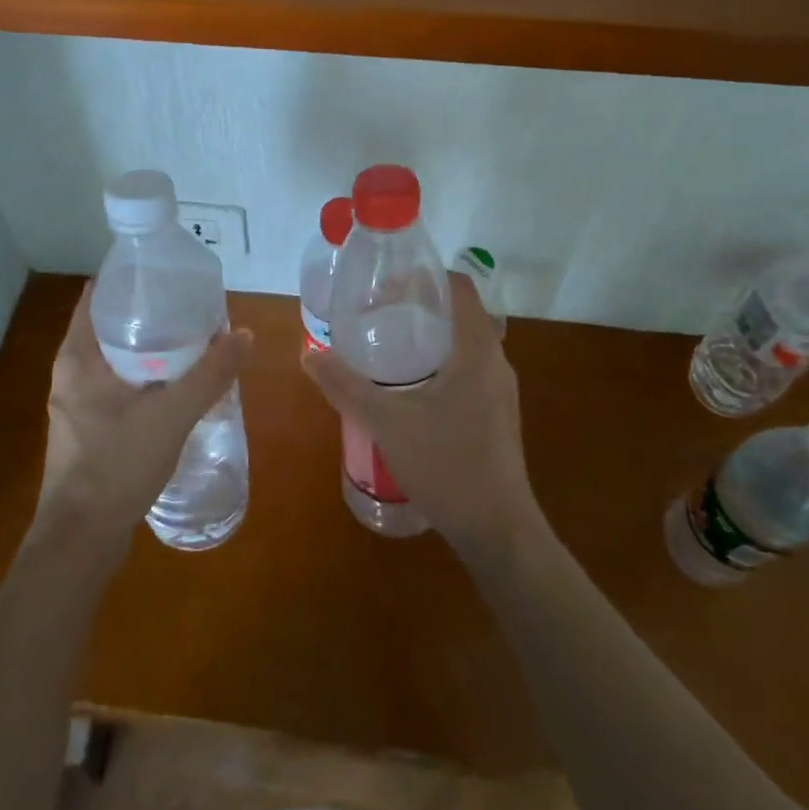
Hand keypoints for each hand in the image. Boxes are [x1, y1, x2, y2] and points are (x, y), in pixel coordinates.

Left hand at [35, 283, 253, 546]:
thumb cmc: (117, 465)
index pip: (98, 296)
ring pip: (115, 359)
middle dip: (150, 314)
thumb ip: (210, 374)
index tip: (168, 274)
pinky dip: (144, 377)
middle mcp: (70, 373)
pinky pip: (117, 386)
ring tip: (192, 341)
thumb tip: (245, 336)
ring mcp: (76, 403)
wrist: (81, 541)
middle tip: (191, 306)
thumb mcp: (172, 414)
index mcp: (78, 357)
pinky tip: (175, 385)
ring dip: (149, 348)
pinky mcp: (86, 428)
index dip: (132, 280)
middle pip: (110, 325)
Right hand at [301, 273, 540, 555]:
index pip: (459, 288)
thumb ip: (346, 386)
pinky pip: (468, 370)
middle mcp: (495, 362)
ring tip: (388, 346)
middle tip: (378, 313)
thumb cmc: (447, 465)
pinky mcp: (497, 415)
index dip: (424, 278)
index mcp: (477, 350)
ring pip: (465, 345)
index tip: (387, 284)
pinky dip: (440, 363)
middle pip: (460, 314)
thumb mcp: (386, 422)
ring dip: (430, 337)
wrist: (498, 532)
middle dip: (420, 307)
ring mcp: (500, 391)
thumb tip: (309, 354)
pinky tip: (410, 388)